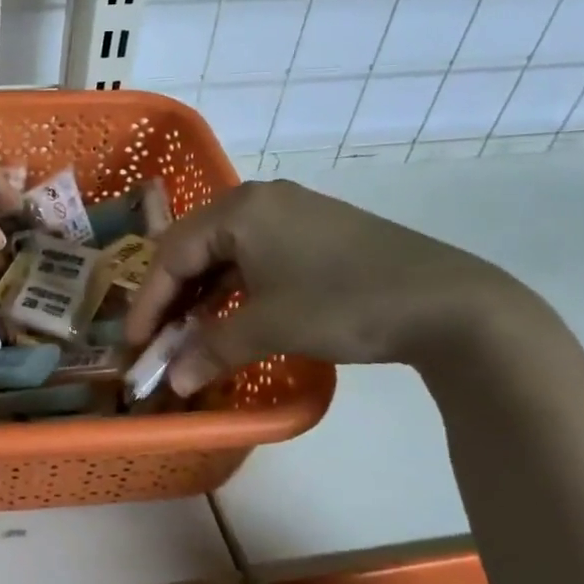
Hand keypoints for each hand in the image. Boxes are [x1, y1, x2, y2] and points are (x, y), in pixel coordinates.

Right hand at [124, 180, 525, 393]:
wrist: (450, 303)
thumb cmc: (345, 303)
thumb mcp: (270, 327)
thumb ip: (211, 350)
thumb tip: (171, 382)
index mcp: (240, 208)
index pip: (172, 254)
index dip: (148, 303)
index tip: (134, 345)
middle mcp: (260, 201)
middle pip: (194, 249)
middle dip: (171, 299)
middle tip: (156, 341)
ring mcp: (291, 215)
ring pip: (224, 256)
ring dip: (202, 298)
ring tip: (188, 337)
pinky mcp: (315, 235)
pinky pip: (254, 260)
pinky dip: (234, 293)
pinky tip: (228, 321)